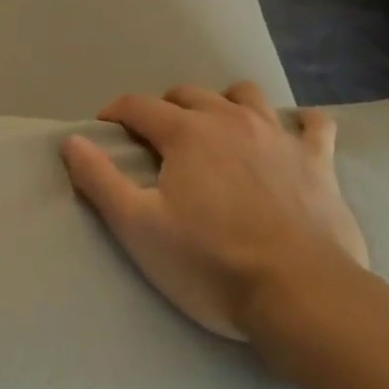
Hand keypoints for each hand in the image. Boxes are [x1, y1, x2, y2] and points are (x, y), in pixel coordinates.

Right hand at [60, 82, 368, 339]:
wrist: (301, 294)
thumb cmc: (210, 263)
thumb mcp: (138, 227)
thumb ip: (100, 180)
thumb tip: (70, 140)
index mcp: (186, 132)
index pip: (138, 105)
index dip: (116, 112)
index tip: (105, 128)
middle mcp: (230, 120)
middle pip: (189, 94)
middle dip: (166, 108)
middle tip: (158, 141)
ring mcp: (278, 136)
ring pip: (246, 96)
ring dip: (226, 103)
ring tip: (219, 130)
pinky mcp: (318, 161)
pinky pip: (314, 125)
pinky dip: (301, 125)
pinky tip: (295, 136)